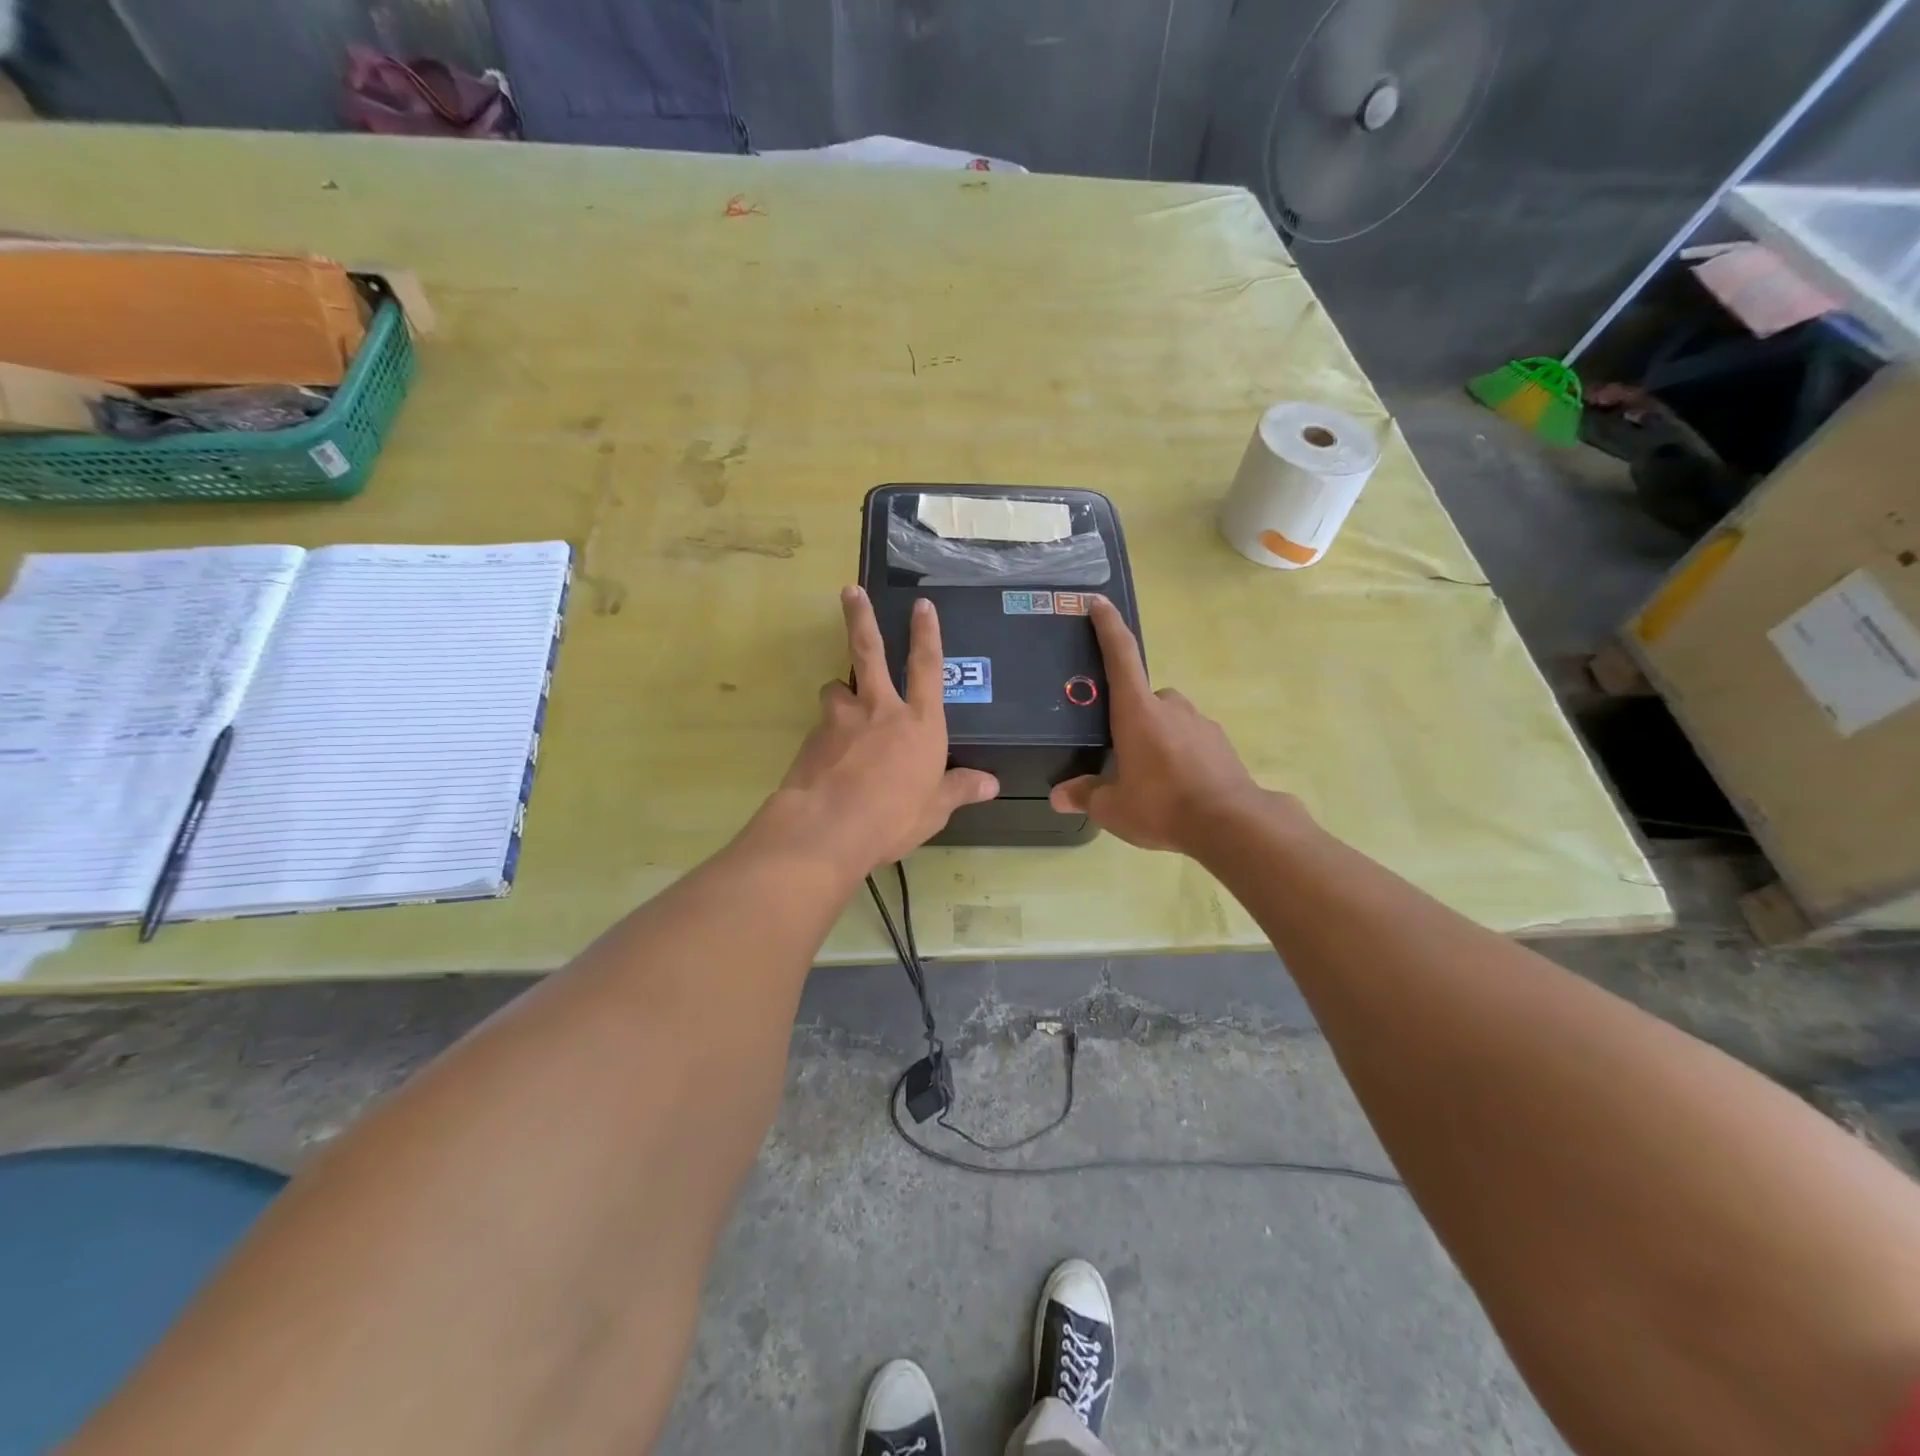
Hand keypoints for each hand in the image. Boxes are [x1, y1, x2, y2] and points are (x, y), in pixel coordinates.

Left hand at [770, 587, 997, 876]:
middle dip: (861, 618)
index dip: (926, 634)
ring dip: (840, 692)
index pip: (927, 667)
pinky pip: (822, 727)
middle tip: (850, 591)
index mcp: (920, 723)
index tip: (922, 604)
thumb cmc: (893, 817)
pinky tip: (827, 759)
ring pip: (836, 689)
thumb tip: (992, 784)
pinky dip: (827, 734)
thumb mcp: (935, 808)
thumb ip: (959, 789)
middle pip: (870, 652)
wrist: (828, 828)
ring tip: (841, 707)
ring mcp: (842, 720)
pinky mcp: (812, 737)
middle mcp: (880, 710)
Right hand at [1049, 597, 1274, 853]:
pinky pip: (1190, 739)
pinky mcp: (1220, 743)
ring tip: (1150, 779)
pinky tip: (1177, 787)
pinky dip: (1180, 754)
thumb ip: (1084, 796)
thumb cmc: (1162, 805)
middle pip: (1142, 698)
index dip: (1108, 627)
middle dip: (1130, 718)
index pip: (1120, 656)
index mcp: (1137, 711)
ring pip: (1168, 720)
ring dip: (1156, 738)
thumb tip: (1058, 796)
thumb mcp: (1112, 807)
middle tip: (1119, 753)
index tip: (1098, 603)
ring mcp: (1200, 722)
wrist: (1230, 824)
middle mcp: (1170, 706)